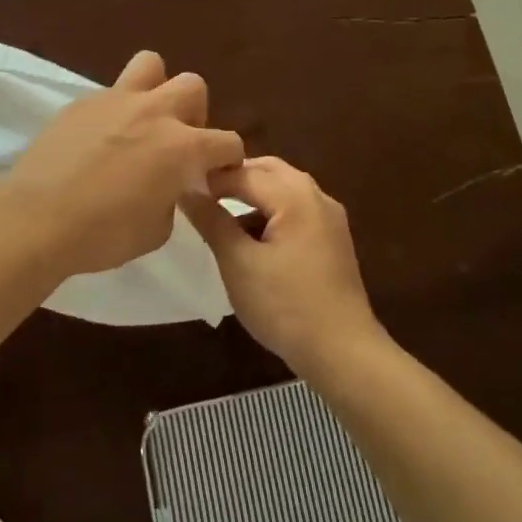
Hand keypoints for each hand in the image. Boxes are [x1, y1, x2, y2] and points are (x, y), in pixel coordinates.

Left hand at [2, 51, 244, 277]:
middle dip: (194, 114)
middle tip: (176, 142)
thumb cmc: (103, 234)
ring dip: (155, 88)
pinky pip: (110, 93)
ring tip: (142, 120)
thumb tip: (169, 186)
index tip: (213, 176)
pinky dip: (114, 111)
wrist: (37, 219)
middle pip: (193, 87)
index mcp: (183, 147)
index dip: (227, 160)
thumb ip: (173, 199)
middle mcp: (156, 113)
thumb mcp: (157, 231)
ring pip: (151, 65)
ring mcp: (117, 100)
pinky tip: (98, 139)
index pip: (228, 142)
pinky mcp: (81, 102)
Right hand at [182, 156, 385, 377]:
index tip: (178, 186)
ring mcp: (329, 217)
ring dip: (253, 194)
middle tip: (200, 194)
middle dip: (234, 178)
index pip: (243, 172)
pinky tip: (251, 237)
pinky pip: (297, 209)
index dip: (209, 178)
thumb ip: (212, 221)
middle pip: (269, 170)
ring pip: (284, 189)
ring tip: (220, 216)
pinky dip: (271, 212)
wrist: (342, 351)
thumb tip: (187, 190)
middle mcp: (317, 196)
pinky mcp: (333, 239)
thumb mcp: (239, 263)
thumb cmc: (285, 305)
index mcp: (294, 195)